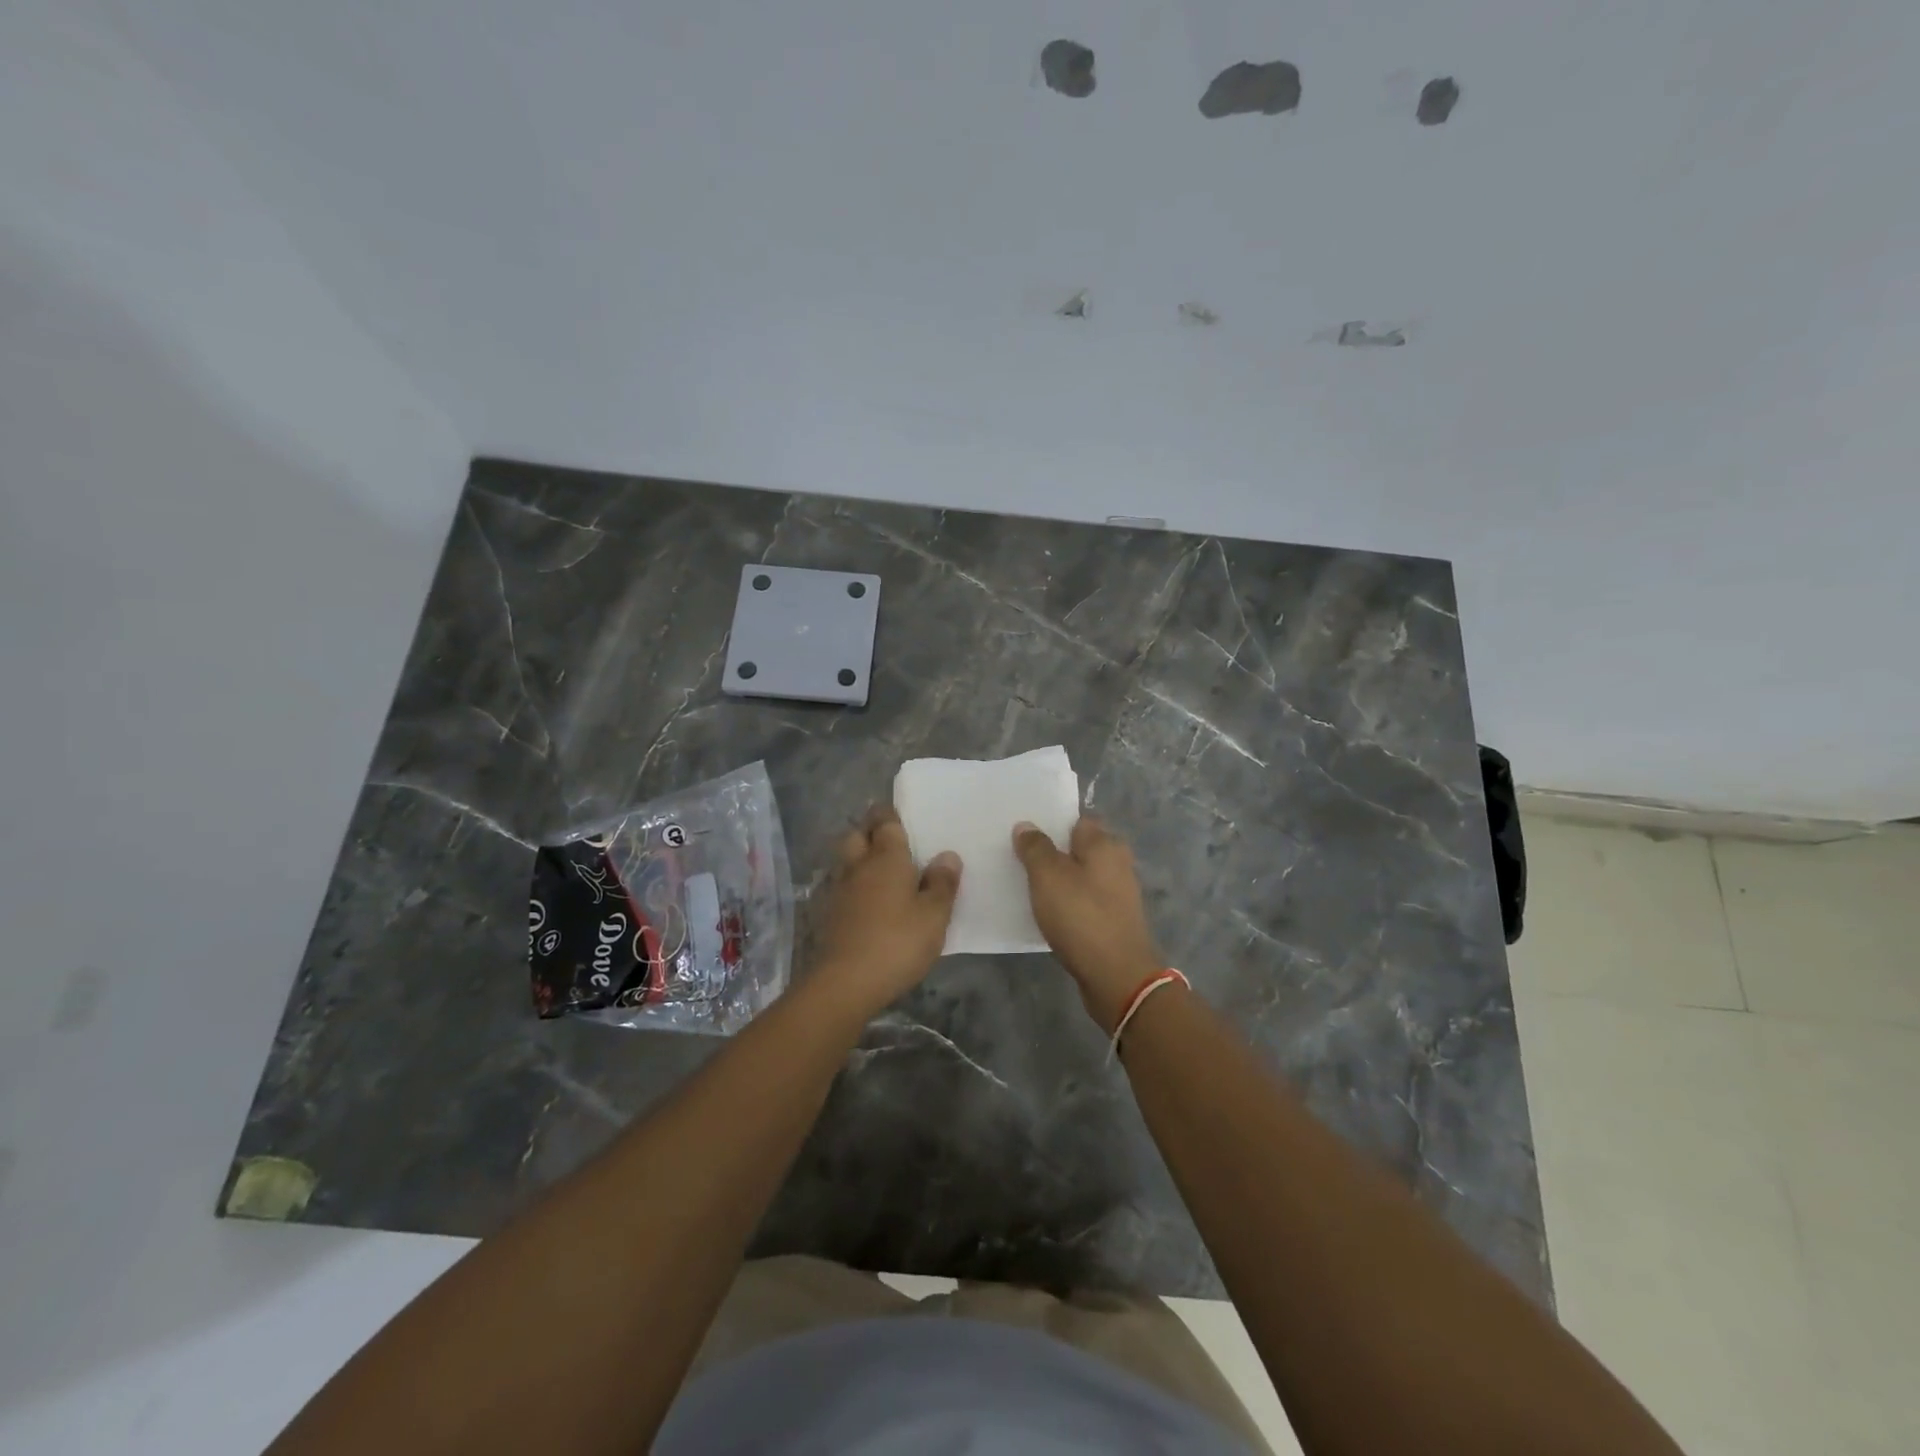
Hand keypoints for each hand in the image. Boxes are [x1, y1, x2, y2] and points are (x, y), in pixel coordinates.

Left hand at [808, 805, 961, 1016]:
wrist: (845, 983)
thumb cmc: (897, 943)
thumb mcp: (934, 916)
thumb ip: (942, 884)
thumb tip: (947, 856)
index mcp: (886, 858)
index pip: (885, 823)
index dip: (890, 815)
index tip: (899, 815)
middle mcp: (858, 866)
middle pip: (856, 835)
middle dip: (868, 832)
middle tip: (888, 841)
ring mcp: (839, 890)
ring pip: (845, 861)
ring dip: (858, 859)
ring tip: (879, 871)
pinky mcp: (828, 914)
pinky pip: (841, 887)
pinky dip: (852, 886)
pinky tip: (865, 901)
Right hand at [1013, 816, 1162, 1031]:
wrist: (1117, 977)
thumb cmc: (1081, 917)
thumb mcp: (1048, 876)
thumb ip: (1035, 847)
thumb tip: (1026, 825)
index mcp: (1105, 844)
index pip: (1076, 820)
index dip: (1050, 823)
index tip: (1022, 831)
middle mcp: (1117, 863)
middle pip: (1078, 848)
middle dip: (1051, 852)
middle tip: (1017, 858)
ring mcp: (1118, 893)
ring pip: (1080, 876)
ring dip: (1058, 880)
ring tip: (1025, 885)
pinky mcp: (1113, 920)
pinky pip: (1084, 901)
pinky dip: (1067, 903)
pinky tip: (1047, 913)